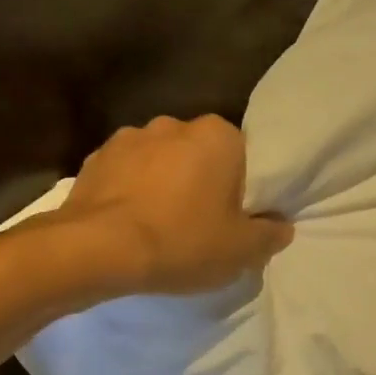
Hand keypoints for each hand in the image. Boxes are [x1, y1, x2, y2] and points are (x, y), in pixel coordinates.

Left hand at [57, 115, 292, 294]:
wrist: (96, 250)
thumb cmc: (181, 242)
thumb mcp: (242, 250)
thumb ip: (271, 234)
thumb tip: (282, 226)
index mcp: (217, 135)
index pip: (243, 156)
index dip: (241, 189)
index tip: (233, 218)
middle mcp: (173, 124)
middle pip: (200, 155)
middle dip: (201, 181)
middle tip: (199, 223)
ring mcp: (128, 138)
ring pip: (160, 162)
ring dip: (163, 184)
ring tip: (158, 225)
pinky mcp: (93, 159)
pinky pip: (125, 174)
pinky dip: (130, 192)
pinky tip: (129, 224)